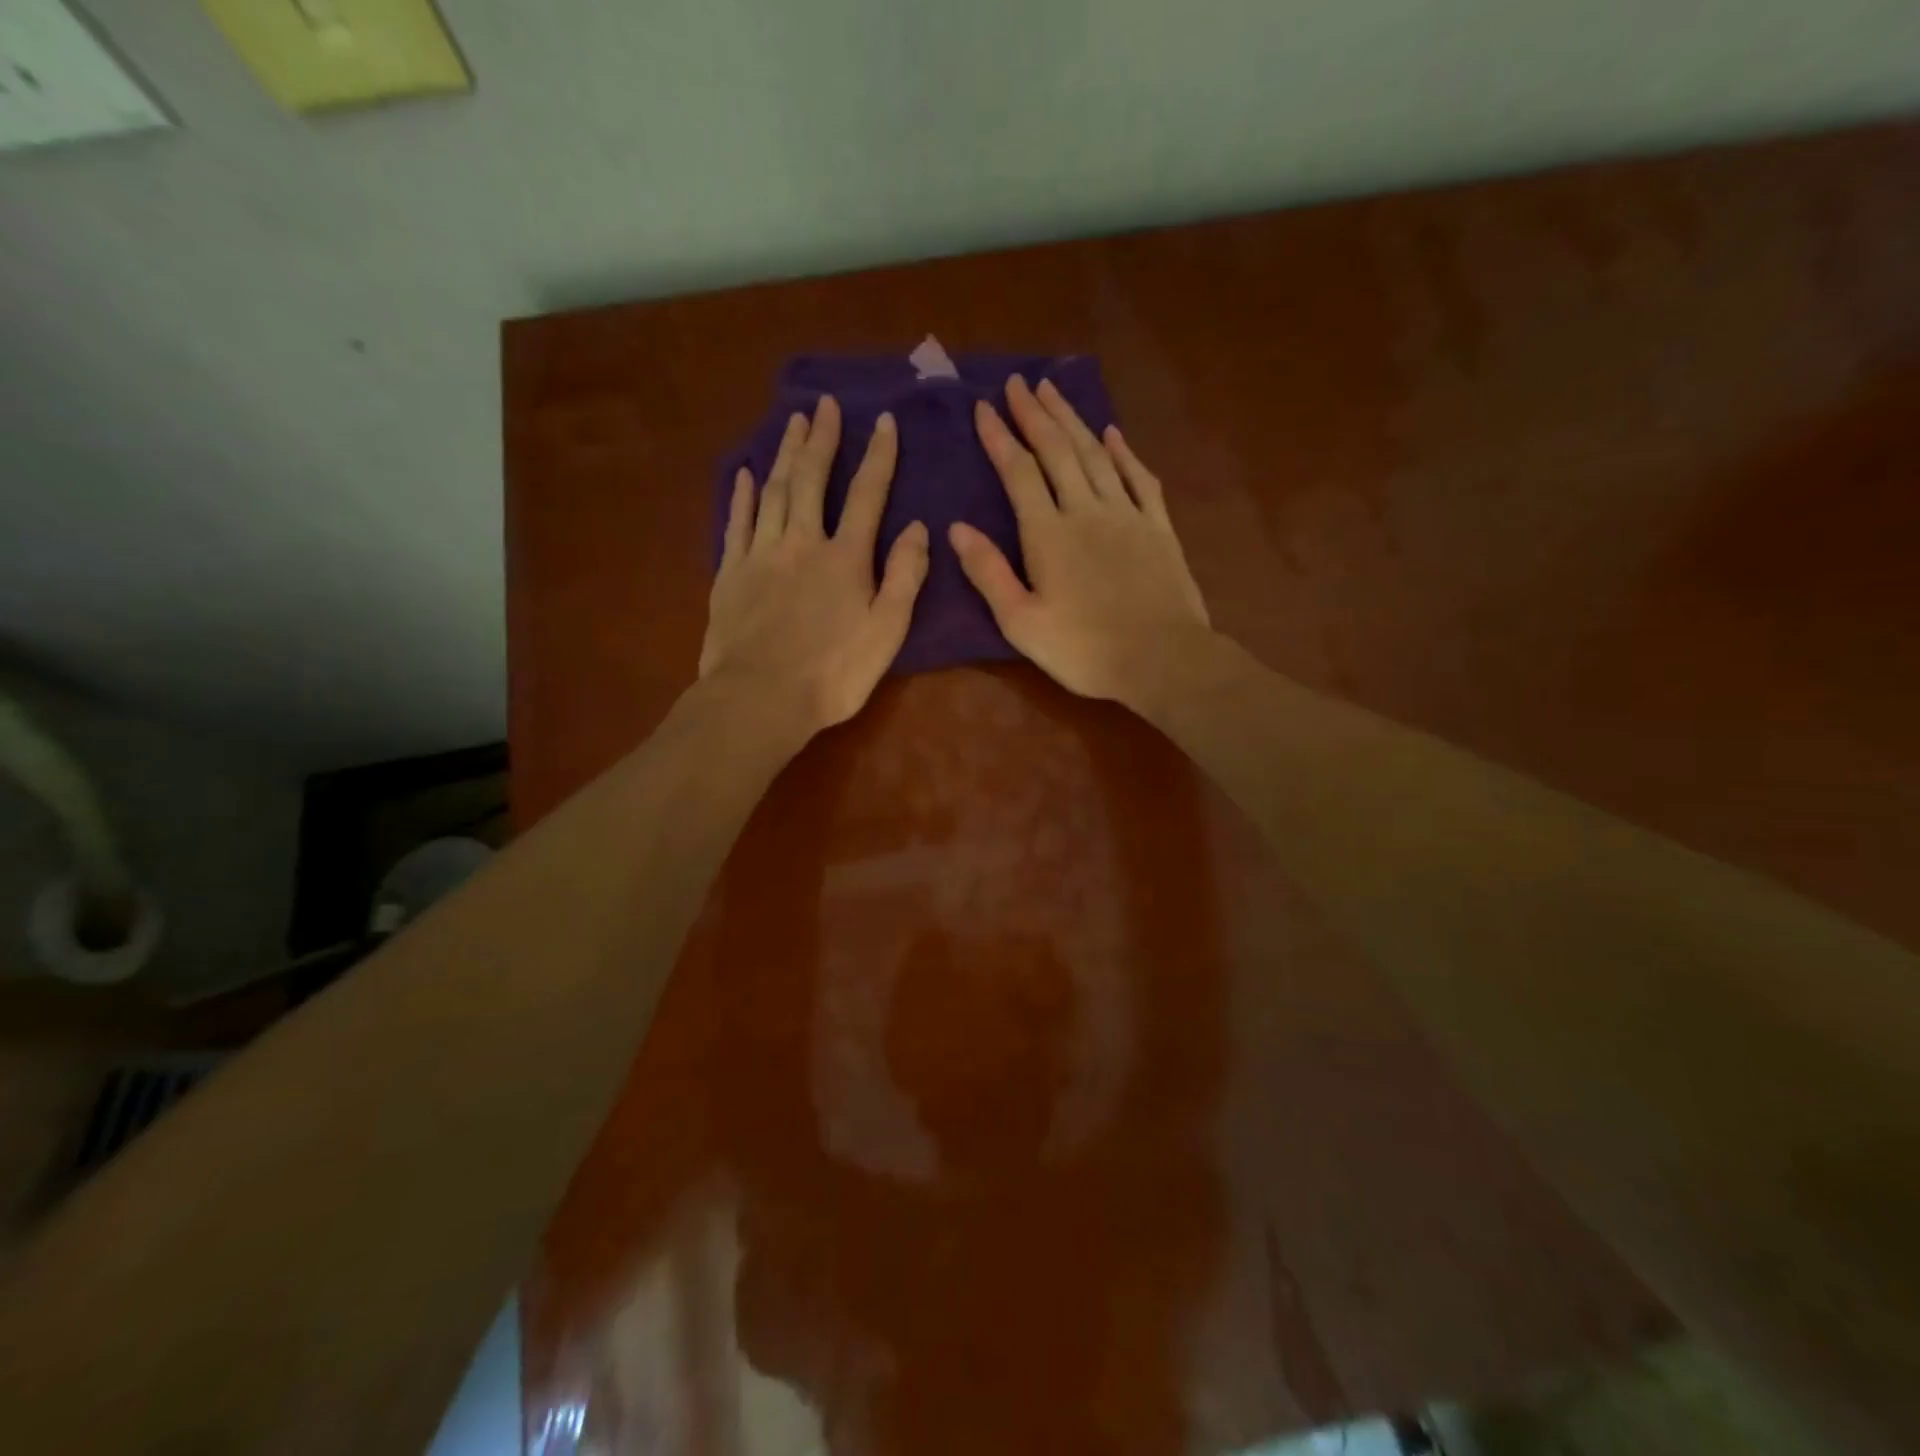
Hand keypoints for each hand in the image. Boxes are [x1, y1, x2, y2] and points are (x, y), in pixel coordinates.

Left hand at [700, 395, 928, 734]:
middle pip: (812, 479)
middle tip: (825, 405)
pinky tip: (747, 474)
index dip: (878, 456)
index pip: (868, 495)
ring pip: (774, 491)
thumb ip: (904, 577)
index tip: (884, 421)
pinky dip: (743, 495)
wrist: (760, 698)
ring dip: (785, 454)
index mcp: (845, 558)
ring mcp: (761, 554)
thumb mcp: (886, 632)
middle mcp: (802, 542)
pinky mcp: (730, 572)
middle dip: (822, 439)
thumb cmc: (833, 674)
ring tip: (792, 422)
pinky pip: (737, 521)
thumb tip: (919, 528)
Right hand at [950, 375, 1210, 705]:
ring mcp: (1127, 514)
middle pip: (1058, 450)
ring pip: (1096, 454)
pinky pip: (1139, 478)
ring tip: (1054, 391)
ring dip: (1073, 420)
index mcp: (1048, 534)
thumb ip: (989, 573)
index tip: (984, 407)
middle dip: (1035, 414)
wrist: (1162, 659)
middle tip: (1018, 382)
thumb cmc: (1084, 650)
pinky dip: (1124, 452)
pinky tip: (1113, 433)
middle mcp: (1086, 510)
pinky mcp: (1158, 527)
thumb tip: (956, 529)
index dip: (1000, 438)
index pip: (1019, 473)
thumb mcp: (1021, 623)